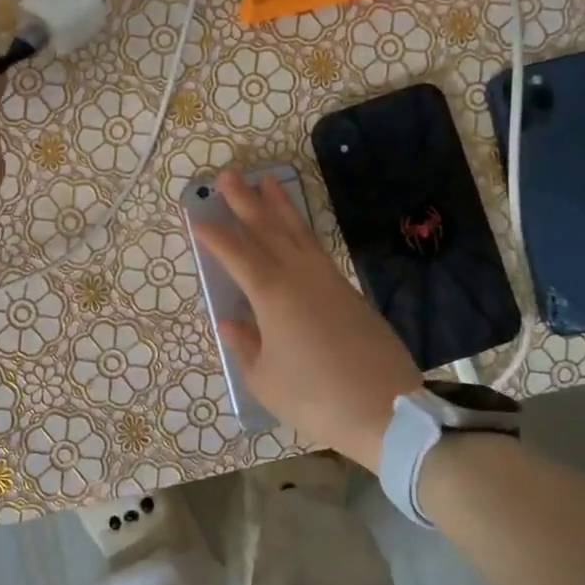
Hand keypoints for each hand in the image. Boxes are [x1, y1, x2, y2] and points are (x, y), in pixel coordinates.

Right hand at [194, 168, 422, 471]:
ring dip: (279, 205)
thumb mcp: (265, 379)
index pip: (236, 255)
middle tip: (228, 175)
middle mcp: (299, 276)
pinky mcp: (349, 291)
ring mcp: (328, 280)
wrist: (386, 410)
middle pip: (267, 229)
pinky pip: (317, 249)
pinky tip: (297, 229)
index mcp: (272, 295)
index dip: (215, 236)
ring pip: (298, 232)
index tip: (198, 218)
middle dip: (245, 201)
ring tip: (267, 181)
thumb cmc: (315, 397)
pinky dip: (302, 231)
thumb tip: (232, 321)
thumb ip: (246, 345)